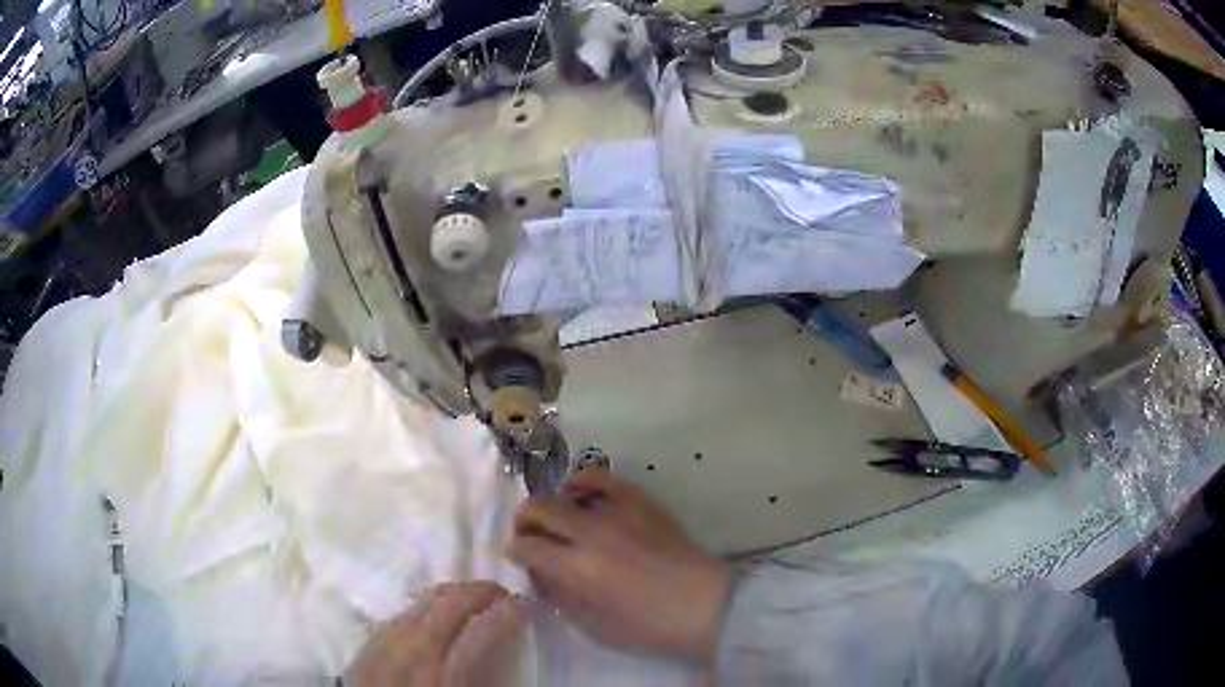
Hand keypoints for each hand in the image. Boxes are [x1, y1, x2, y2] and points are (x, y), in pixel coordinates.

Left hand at [345, 582, 525, 686]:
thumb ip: (486, 675)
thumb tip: (505, 648)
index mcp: (444, 673)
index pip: (481, 629)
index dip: (507, 612)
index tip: (525, 604)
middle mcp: (412, 651)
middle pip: (448, 604)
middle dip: (479, 591)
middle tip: (503, 594)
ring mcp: (384, 644)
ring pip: (420, 602)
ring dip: (451, 594)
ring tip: (471, 598)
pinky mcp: (366, 646)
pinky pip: (399, 614)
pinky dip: (422, 606)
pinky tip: (431, 612)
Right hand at [508, 467, 730, 661]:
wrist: (706, 605)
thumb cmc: (651, 626)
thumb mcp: (596, 626)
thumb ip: (561, 598)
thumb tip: (542, 576)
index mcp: (578, 569)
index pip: (527, 547)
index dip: (515, 551)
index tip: (518, 557)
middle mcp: (591, 534)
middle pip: (539, 509)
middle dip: (524, 521)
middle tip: (528, 535)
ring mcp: (617, 513)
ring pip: (565, 491)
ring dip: (550, 504)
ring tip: (553, 518)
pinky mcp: (640, 502)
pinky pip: (603, 478)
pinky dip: (584, 481)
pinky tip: (581, 494)